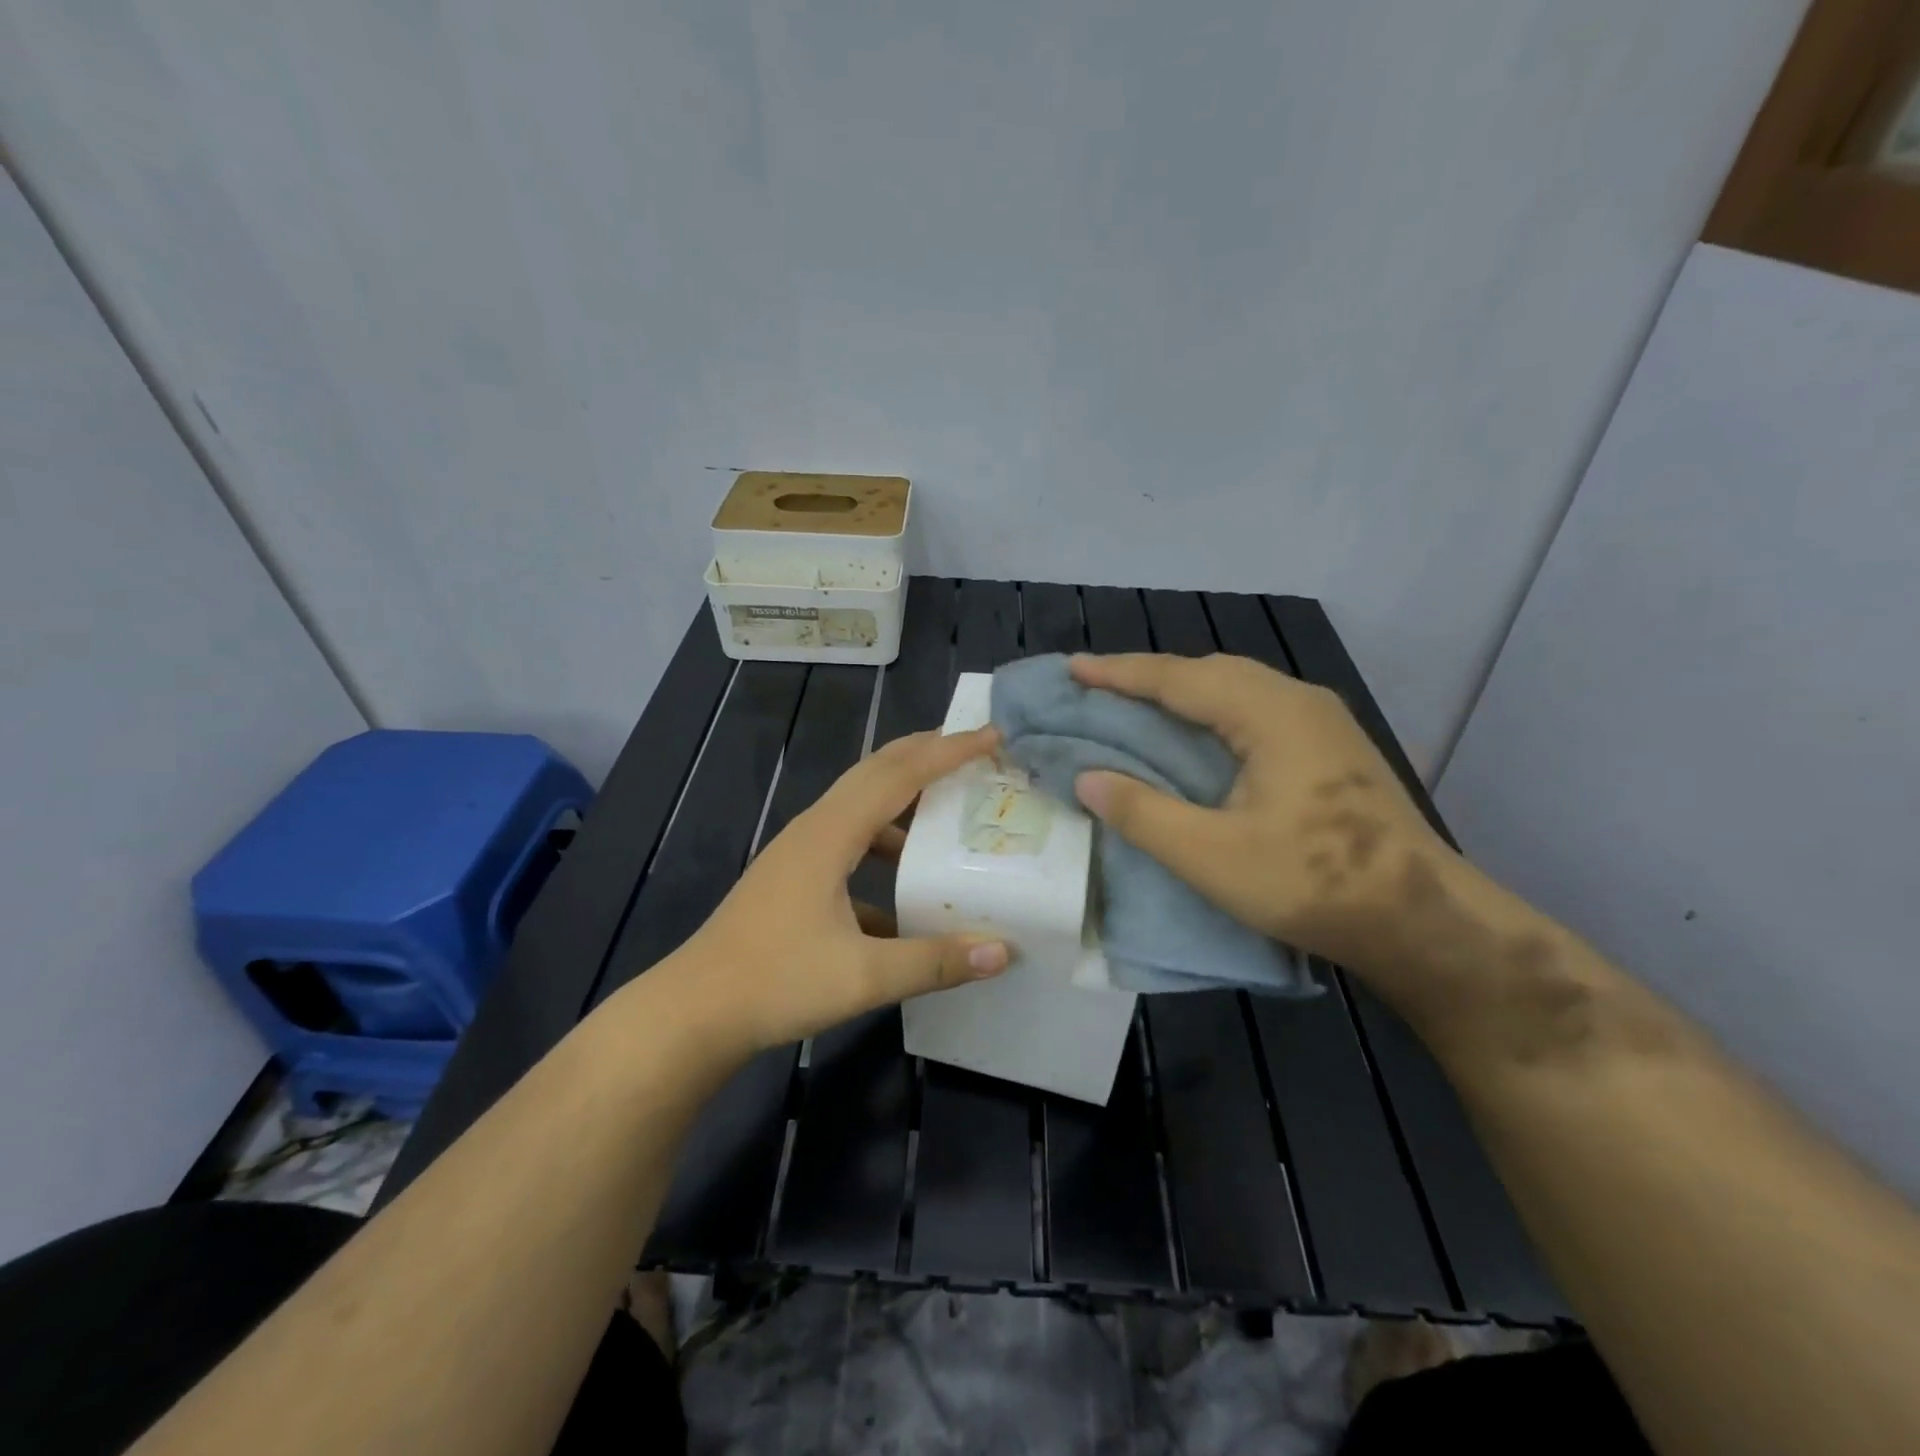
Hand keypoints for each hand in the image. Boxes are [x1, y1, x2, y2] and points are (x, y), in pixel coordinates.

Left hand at [661, 727, 1011, 1053]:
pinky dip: (882, 845)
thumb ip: (935, 962)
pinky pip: (848, 843)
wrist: (694, 1013)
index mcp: (830, 835)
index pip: (899, 776)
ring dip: (903, 798)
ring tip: (947, 806)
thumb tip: (1003, 953)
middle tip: (973, 748)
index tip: (991, 735)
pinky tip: (904, 887)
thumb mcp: (864, 976)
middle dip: (924, 754)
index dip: (947, 752)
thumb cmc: (775, 983)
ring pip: (859, 806)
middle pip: (875, 773)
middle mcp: (814, 830)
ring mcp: (799, 853)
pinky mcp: (793, 877)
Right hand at [1069, 652, 1452, 975]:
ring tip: (1137, 706)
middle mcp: (1297, 700)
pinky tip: (1197, 735)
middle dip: (1149, 676)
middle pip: (1209, 670)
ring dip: (1182, 691)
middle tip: (1098, 689)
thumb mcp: (1211, 856)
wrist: (1422, 918)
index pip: (1178, 678)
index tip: (1072, 669)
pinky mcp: (1331, 746)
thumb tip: (1086, 778)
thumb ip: (1142, 812)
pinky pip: (1255, 707)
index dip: (1119, 673)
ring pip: (1236, 686)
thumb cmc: (1312, 883)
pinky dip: (1211, 711)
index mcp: (1268, 713)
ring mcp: (1321, 721)